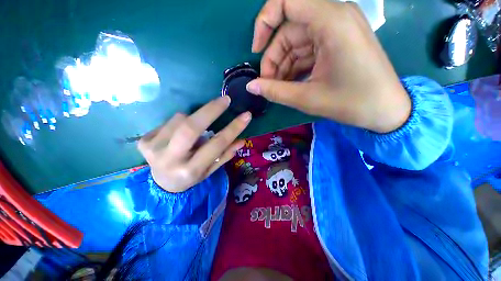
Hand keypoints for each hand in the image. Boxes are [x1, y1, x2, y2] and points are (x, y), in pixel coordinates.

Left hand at [138, 96, 250, 192]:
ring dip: (193, 118)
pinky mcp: (143, 141)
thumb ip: (225, 155)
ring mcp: (153, 149)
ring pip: (180, 119)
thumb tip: (241, 140)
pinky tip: (179, 133)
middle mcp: (170, 160)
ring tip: (196, 129)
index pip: (216, 145)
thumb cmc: (191, 176)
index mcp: (191, 170)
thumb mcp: (211, 170)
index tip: (245, 115)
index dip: (233, 128)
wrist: (161, 183)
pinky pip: (169, 121)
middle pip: (191, 127)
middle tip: (226, 99)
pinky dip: (180, 122)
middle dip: (211, 110)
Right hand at [247, 0, 410, 132]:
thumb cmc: (351, 103)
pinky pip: (306, 50)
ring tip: (278, 88)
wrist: (386, 110)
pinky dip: (294, 66)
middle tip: (268, 84)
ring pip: (296, 42)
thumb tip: (250, 86)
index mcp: (331, 21)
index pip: (286, 1)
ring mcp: (336, 30)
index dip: (264, 23)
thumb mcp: (307, 98)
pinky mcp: (336, 43)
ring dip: (283, 66)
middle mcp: (334, 17)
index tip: (256, 50)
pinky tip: (290, 84)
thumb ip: (275, 91)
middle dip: (274, 58)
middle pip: (288, 29)